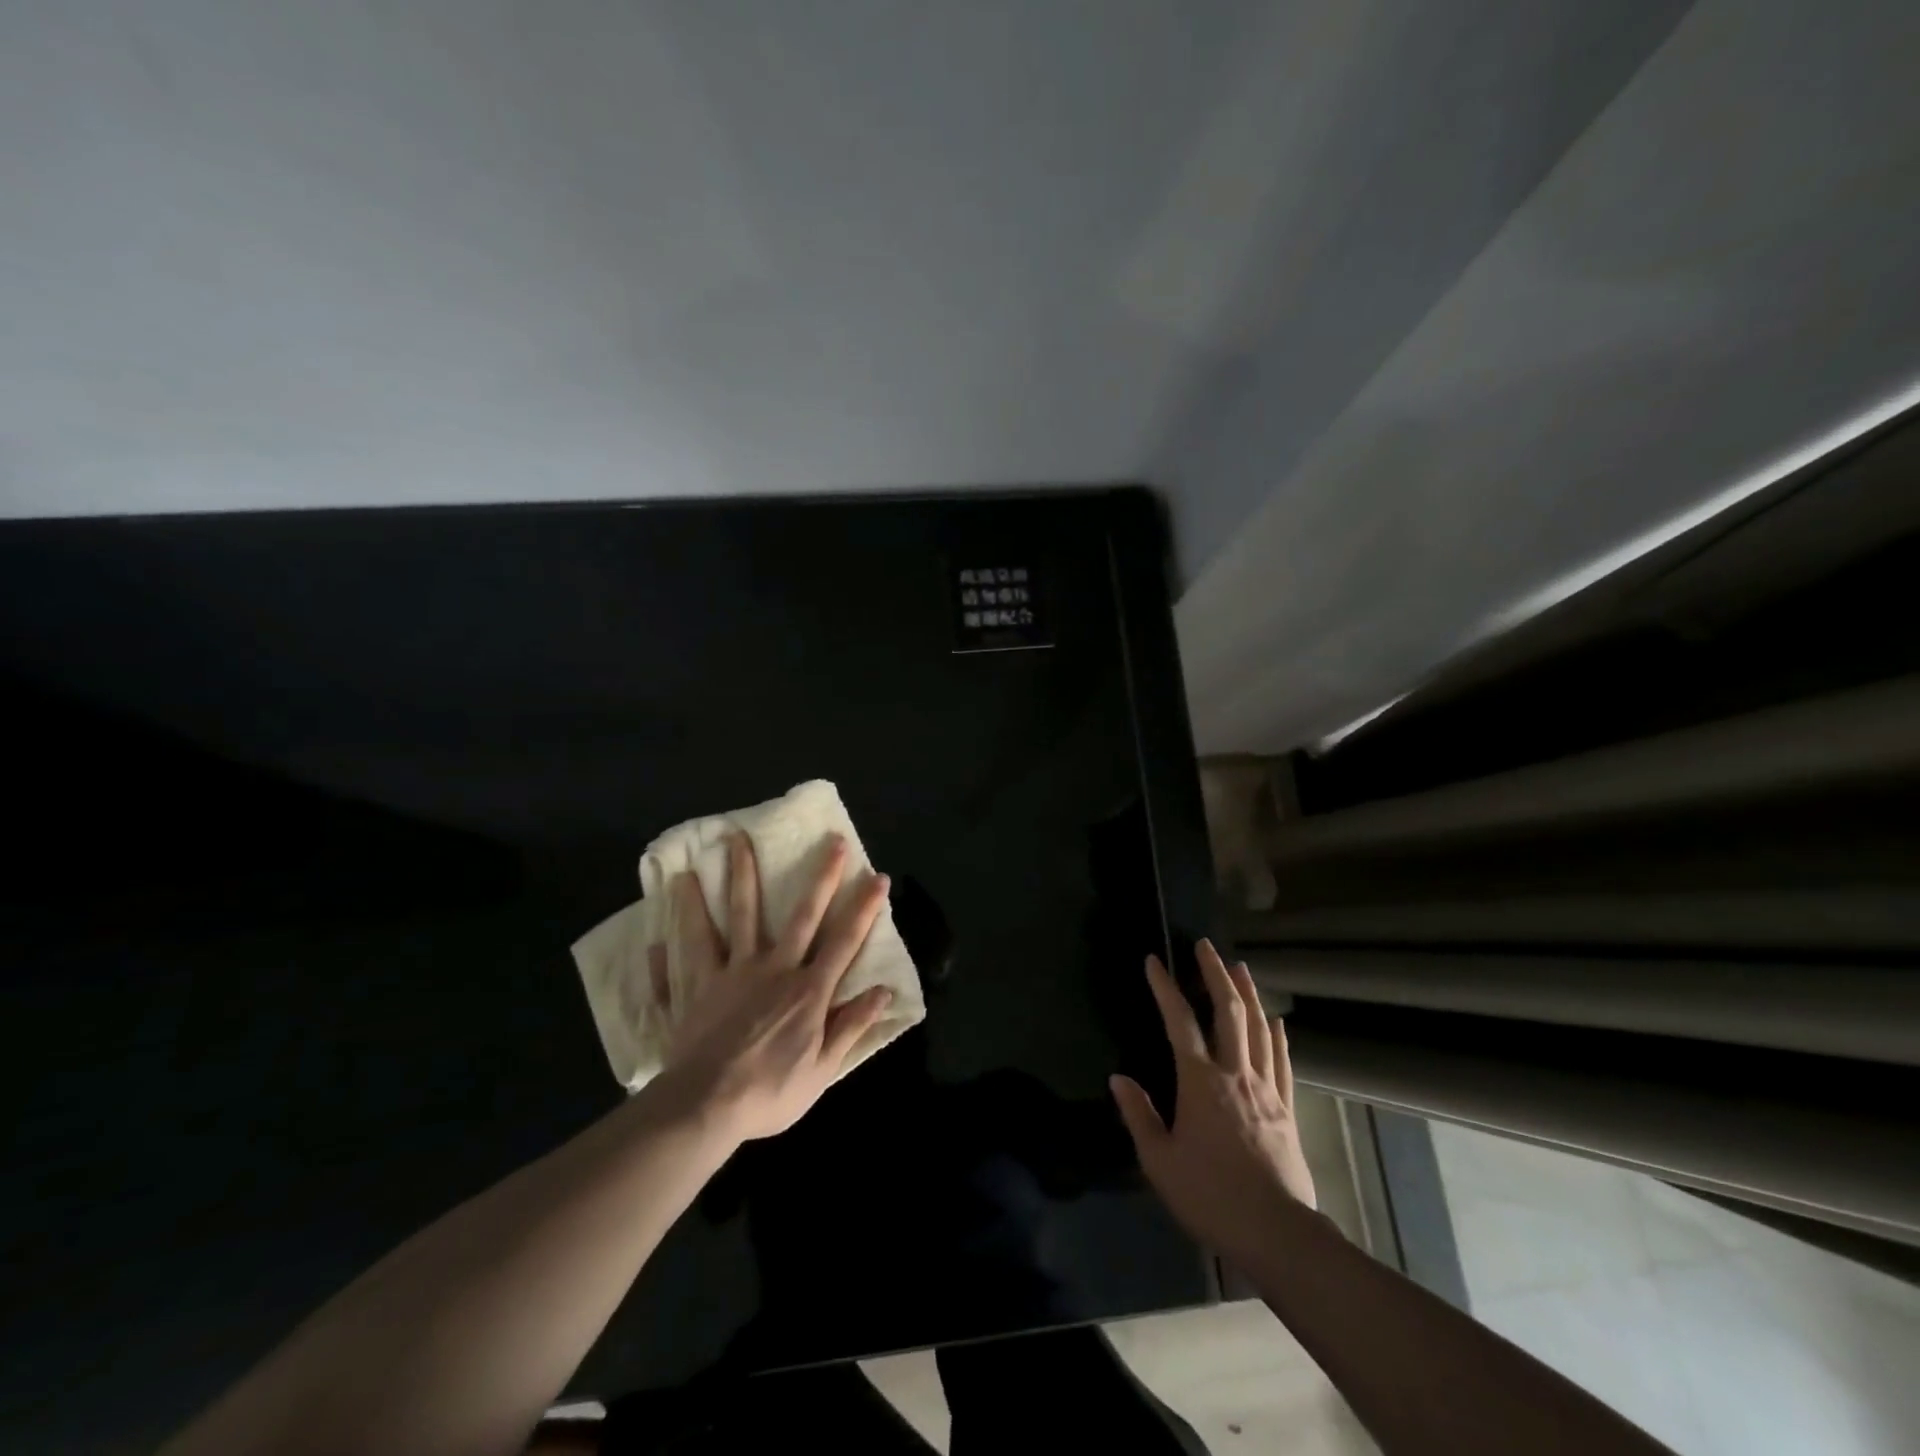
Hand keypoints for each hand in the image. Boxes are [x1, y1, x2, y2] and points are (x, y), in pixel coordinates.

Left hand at [651, 833, 894, 1141]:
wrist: (705, 1107)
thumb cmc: (770, 1092)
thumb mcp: (822, 1069)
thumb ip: (851, 1026)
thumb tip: (884, 991)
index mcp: (807, 990)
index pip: (844, 941)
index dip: (863, 909)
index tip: (877, 877)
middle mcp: (771, 969)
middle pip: (800, 915)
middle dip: (819, 876)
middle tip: (829, 840)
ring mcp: (729, 974)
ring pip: (734, 917)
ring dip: (734, 878)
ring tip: (730, 841)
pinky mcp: (693, 989)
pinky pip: (678, 964)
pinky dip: (667, 950)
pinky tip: (654, 934)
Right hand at [1110, 940, 1314, 1266]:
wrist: (1277, 1234)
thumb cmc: (1210, 1195)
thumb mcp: (1159, 1161)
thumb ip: (1138, 1115)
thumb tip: (1118, 1078)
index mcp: (1201, 1081)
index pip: (1179, 1022)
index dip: (1165, 988)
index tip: (1154, 961)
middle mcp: (1236, 1074)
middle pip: (1228, 1012)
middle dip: (1215, 974)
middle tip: (1206, 946)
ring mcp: (1266, 1090)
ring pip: (1259, 1029)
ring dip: (1248, 994)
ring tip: (1241, 968)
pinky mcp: (1288, 1110)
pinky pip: (1283, 1062)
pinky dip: (1278, 1036)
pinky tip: (1277, 1021)